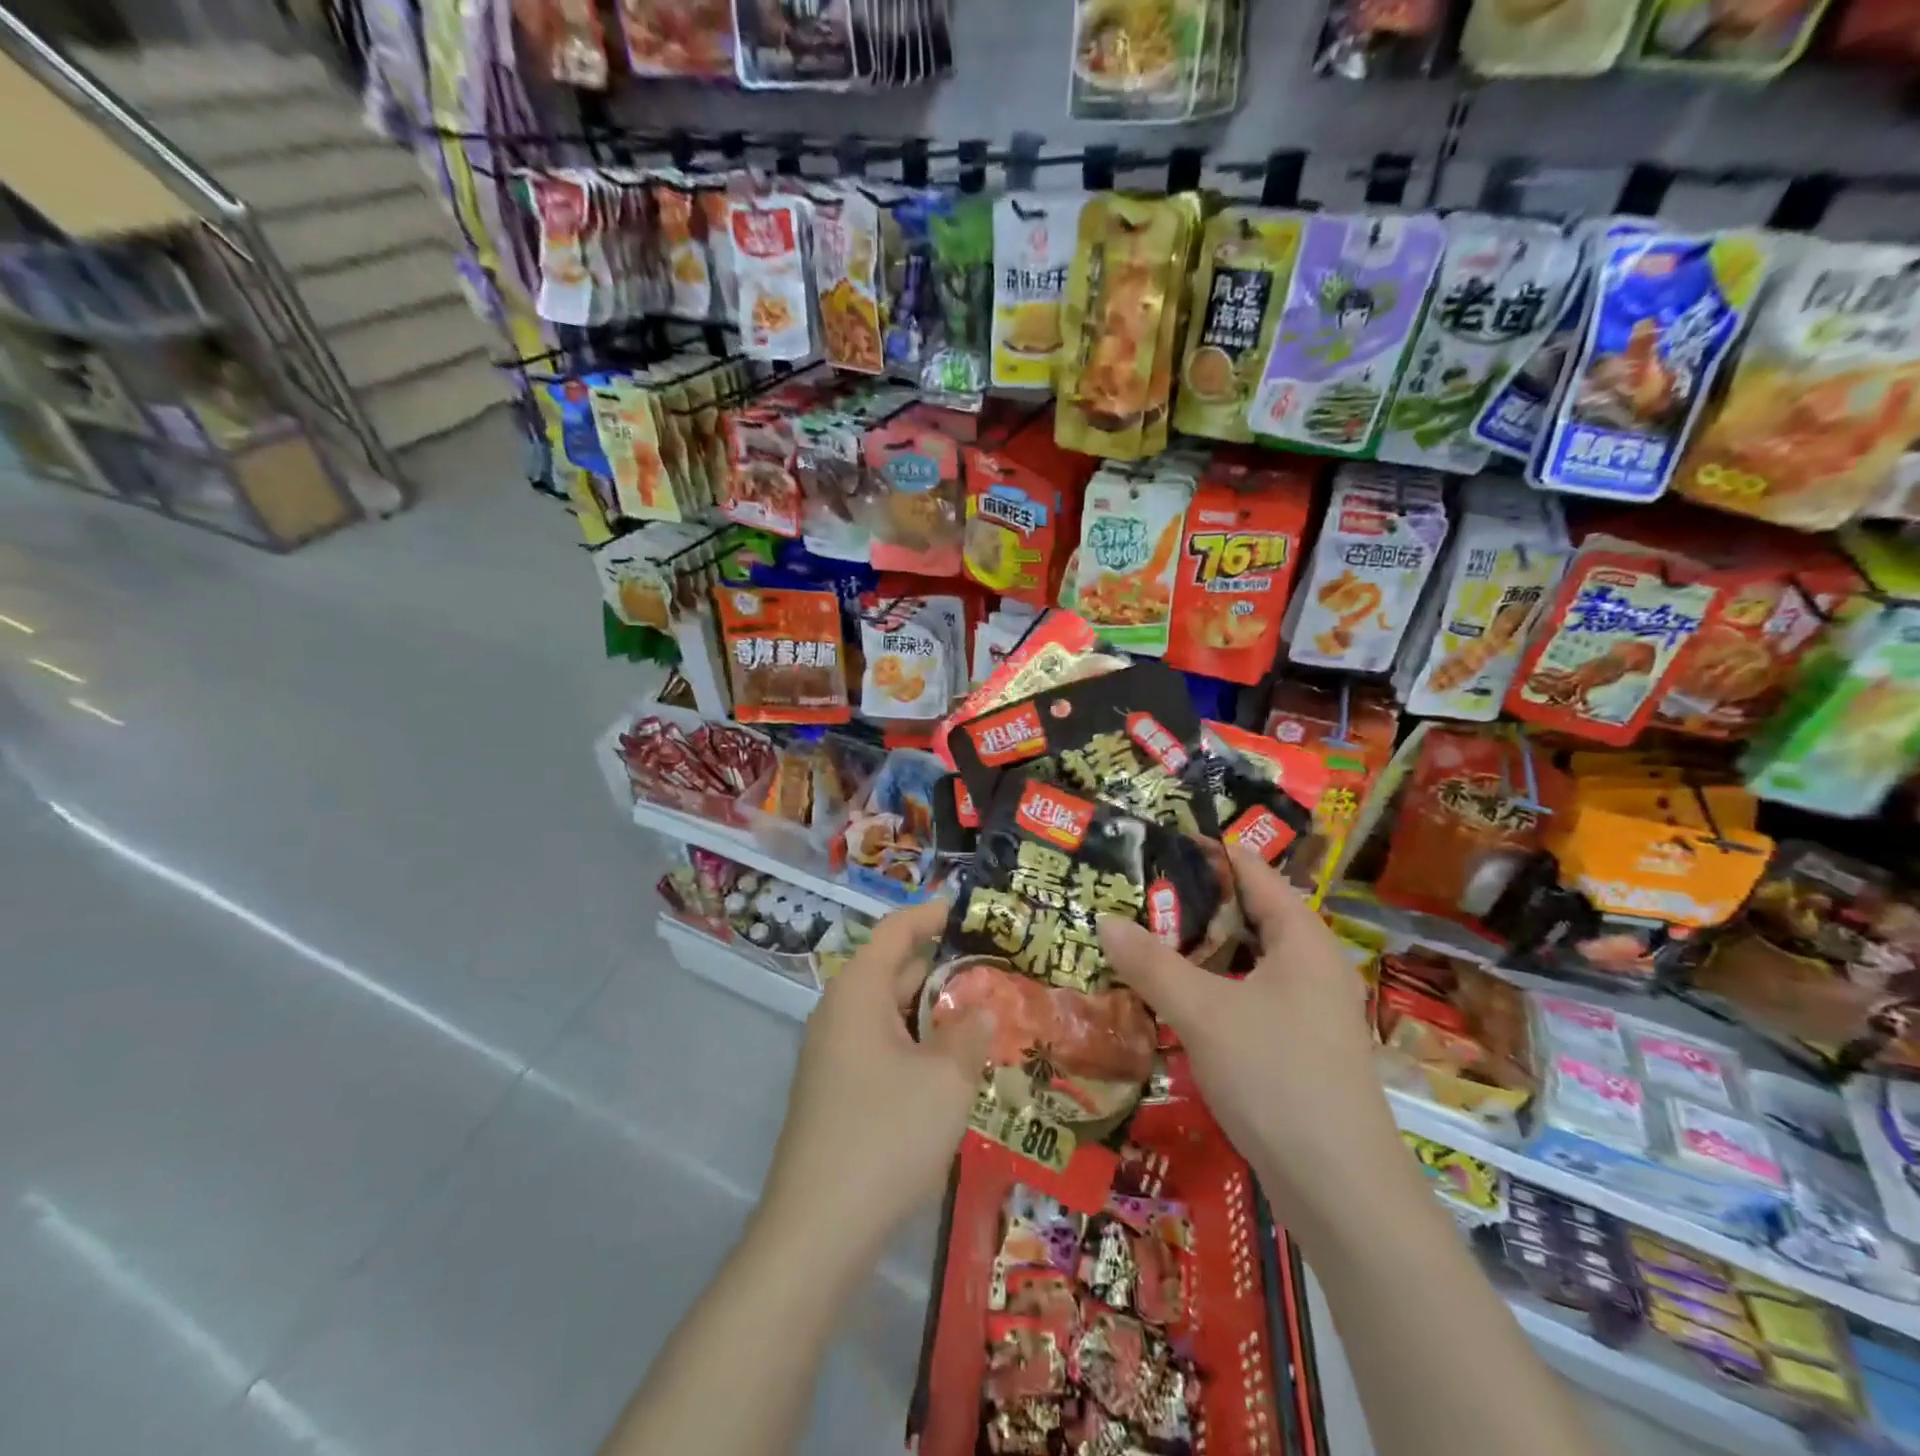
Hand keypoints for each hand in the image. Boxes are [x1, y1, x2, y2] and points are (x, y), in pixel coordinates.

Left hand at [759, 898, 991, 1255]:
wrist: (817, 1232)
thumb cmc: (887, 1135)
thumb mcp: (946, 1080)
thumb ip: (970, 1033)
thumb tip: (982, 1008)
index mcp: (858, 991)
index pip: (897, 930)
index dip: (933, 915)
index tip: (972, 912)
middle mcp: (839, 1012)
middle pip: (895, 971)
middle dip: (944, 971)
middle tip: (997, 974)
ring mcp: (832, 1054)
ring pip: (891, 1014)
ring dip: (934, 1014)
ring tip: (986, 1020)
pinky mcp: (835, 1091)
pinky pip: (882, 1047)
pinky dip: (917, 1045)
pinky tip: (950, 1070)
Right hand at [1098, 849, 1404, 1232]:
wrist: (1341, 1190)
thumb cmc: (1276, 1078)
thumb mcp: (1203, 1013)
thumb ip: (1151, 963)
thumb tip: (1104, 919)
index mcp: (1301, 938)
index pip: (1250, 871)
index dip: (1204, 851)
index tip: (1153, 843)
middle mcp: (1310, 964)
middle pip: (1245, 913)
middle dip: (1190, 902)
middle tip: (1132, 892)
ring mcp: (1307, 1008)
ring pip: (1243, 959)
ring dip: (1196, 949)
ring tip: (1141, 938)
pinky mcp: (1297, 1045)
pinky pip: (1246, 995)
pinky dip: (1209, 986)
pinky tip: (1170, 997)